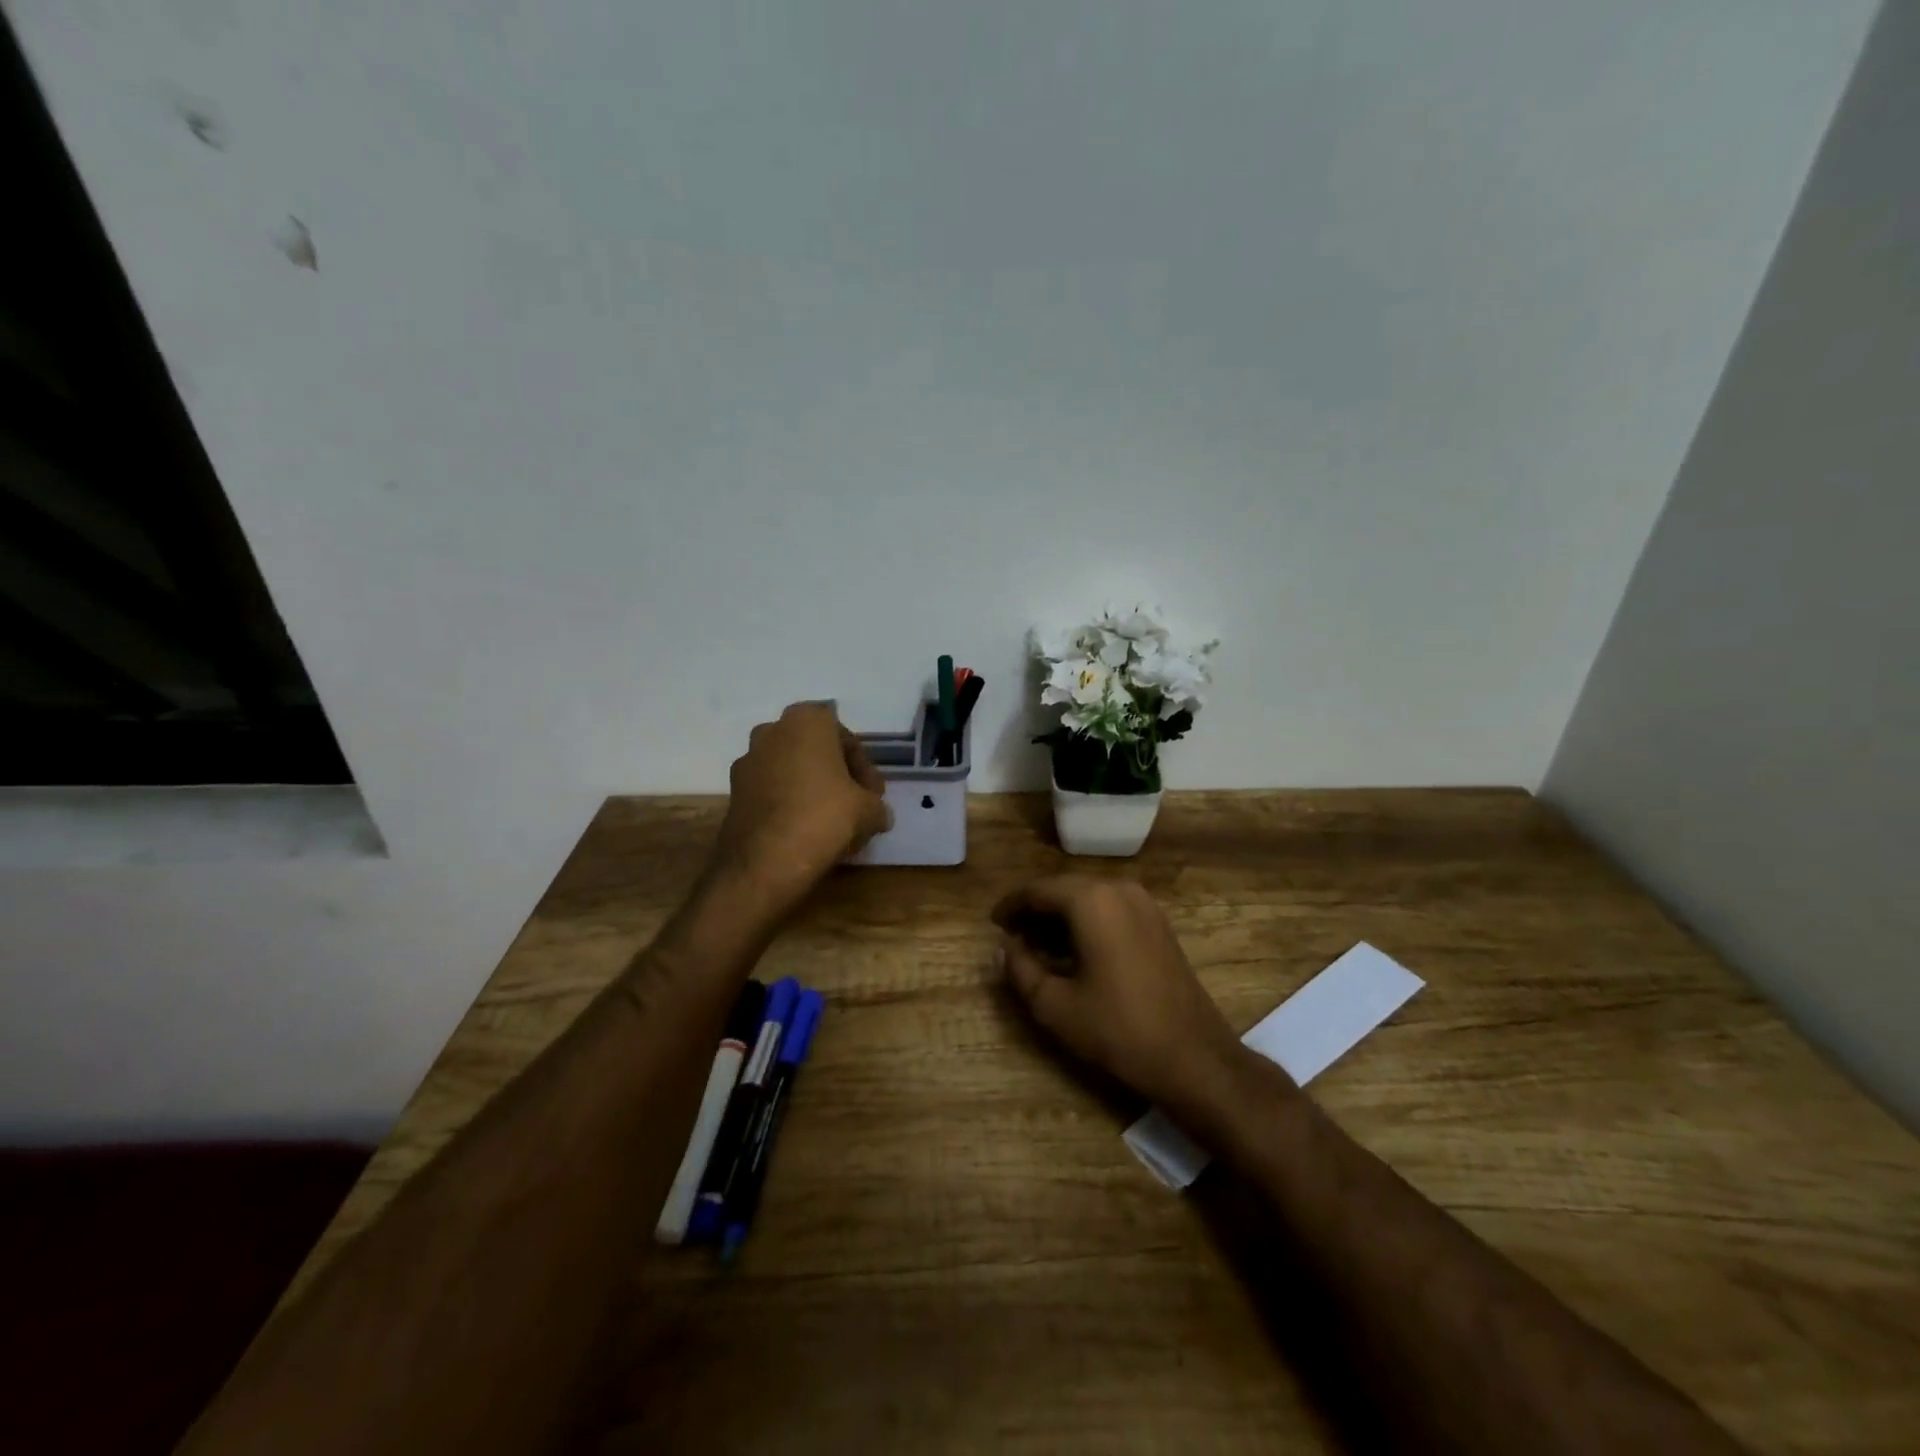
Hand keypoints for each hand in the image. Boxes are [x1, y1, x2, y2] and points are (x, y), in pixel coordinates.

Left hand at [715, 703, 891, 908]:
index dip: (865, 769)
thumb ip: (876, 805)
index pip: (847, 740)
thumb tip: (879, 815)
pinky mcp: (733, 791)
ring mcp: (747, 761)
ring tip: (831, 819)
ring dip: (811, 787)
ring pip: (791, 769)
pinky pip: (771, 789)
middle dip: (837, 774)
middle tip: (856, 803)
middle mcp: (772, 731)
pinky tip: (805, 829)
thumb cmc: (822, 818)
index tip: (875, 796)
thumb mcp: (868, 810)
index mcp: (806, 721)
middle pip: (816, 750)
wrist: (763, 862)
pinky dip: (789, 802)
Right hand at [992, 876, 1251, 1115]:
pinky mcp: (1158, 923)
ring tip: (1038, 946)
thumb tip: (1005, 948)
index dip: (1011, 906)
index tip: (993, 924)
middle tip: (1012, 937)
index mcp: (1091, 900)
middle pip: (1064, 889)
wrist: (1194, 1057)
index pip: (1038, 890)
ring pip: (1089, 898)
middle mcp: (1118, 889)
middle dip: (1035, 910)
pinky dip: (1086, 921)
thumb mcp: (1054, 1006)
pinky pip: (1111, 909)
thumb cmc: (1118, 1029)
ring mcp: (1144, 904)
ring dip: (1061, 916)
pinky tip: (1074, 951)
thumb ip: (1020, 970)